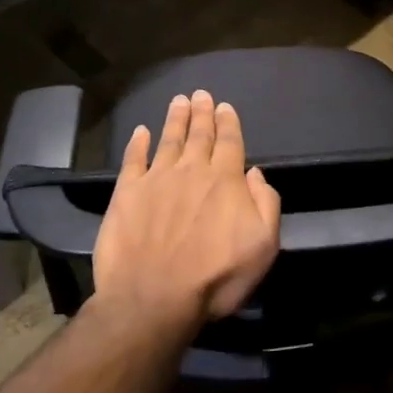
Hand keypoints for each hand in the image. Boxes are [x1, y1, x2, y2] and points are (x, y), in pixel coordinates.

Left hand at [90, 90, 281, 334]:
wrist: (153, 298)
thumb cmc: (216, 276)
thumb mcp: (264, 245)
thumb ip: (266, 204)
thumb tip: (255, 174)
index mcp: (225, 180)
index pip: (229, 141)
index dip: (228, 122)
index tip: (225, 106)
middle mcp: (191, 170)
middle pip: (199, 134)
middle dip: (202, 113)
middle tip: (201, 94)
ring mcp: (156, 179)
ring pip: (168, 140)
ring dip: (175, 119)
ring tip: (179, 101)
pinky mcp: (126, 194)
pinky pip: (133, 160)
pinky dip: (138, 143)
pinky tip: (141, 131)